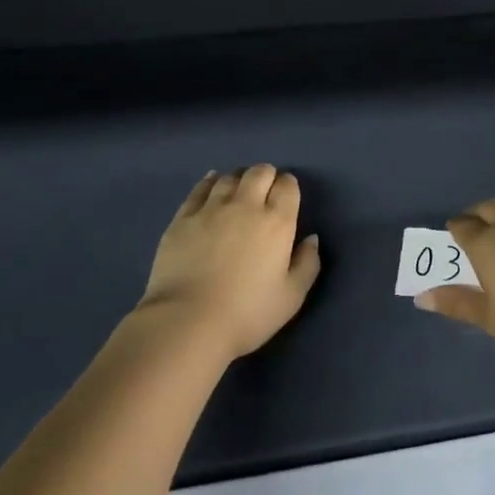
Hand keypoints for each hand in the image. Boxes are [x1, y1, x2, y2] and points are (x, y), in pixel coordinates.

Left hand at [139, 165, 321, 359]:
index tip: (286, 197)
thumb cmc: (247, 313)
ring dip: (239, 179)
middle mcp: (246, 206)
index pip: (287, 186)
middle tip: (264, 192)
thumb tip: (311, 238)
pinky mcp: (183, 217)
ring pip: (229, 177)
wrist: (188, 322)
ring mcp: (211, 209)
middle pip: (259, 173)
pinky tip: (212, 184)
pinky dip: (210, 182)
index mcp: (277, 222)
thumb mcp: (291, 297)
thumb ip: (308, 263)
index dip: (288, 186)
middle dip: (266, 176)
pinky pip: (200, 188)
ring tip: (238, 190)